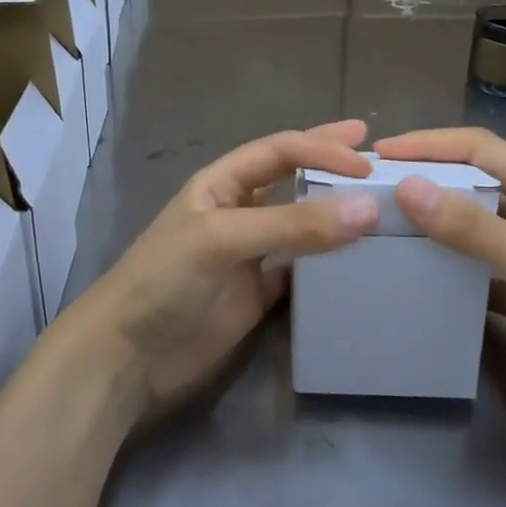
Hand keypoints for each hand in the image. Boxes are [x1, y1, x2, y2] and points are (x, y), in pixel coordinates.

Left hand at [72, 120, 379, 418]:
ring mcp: (249, 254)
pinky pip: (302, 271)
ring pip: (301, 224)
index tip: (367, 163)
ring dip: (334, 214)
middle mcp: (238, 211)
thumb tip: (367, 209)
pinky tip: (358, 261)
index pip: (280, 151)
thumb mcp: (223, 239)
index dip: (321, 150)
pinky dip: (329, 265)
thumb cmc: (165, 280)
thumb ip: (292, 224)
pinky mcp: (258, 295)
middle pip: (292, 177)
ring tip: (378, 205)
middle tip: (375, 153)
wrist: (127, 356)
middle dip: (328, 161)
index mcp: (221, 183)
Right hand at [373, 127, 505, 435]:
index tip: (382, 153)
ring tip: (385, 232)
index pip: (479, 148)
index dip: (431, 143)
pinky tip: (418, 283)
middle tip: (374, 192)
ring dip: (433, 226)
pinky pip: (476, 273)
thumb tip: (408, 188)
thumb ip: (476, 229)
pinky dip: (447, 272)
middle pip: (471, 184)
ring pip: (471, 229)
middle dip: (425, 180)